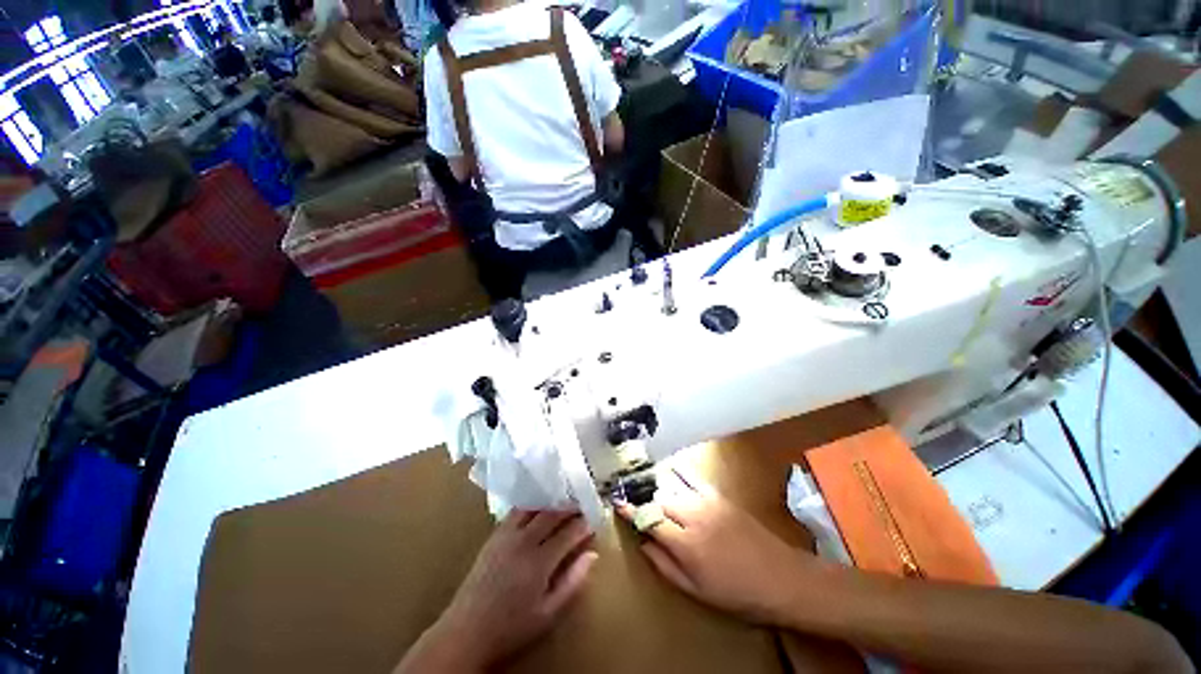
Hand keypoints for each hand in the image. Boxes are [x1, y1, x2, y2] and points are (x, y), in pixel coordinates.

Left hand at [398, 510, 597, 671]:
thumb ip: (573, 581)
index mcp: (539, 562)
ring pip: (534, 507)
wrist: (467, 630)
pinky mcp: (494, 535)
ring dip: (551, 502)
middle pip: (552, 513)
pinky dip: (531, 505)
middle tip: (582, 506)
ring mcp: (507, 535)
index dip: (584, 524)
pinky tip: (537, 508)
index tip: (595, 519)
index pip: (569, 532)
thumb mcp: (548, 613)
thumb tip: (592, 554)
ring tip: (563, 502)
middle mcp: (524, 541)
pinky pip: (516, 511)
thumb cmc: (512, 627)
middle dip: (570, 507)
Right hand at [615, 471, 819, 625]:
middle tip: (630, 496)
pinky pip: (691, 479)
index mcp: (685, 543)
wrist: (782, 577)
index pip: (649, 519)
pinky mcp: (719, 495)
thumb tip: (643, 543)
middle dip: (642, 497)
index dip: (631, 510)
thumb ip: (665, 565)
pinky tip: (669, 472)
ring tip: (643, 482)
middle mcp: (692, 515)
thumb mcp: (696, 592)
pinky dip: (676, 474)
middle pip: (658, 498)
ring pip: (672, 485)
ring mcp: (707, 501)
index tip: (616, 500)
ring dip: (656, 485)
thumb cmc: (737, 594)